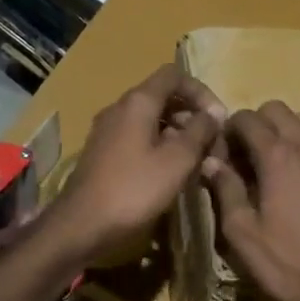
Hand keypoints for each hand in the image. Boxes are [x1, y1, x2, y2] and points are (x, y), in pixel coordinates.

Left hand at [44, 65, 225, 263]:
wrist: (81, 225)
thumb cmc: (134, 189)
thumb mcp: (177, 160)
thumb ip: (200, 131)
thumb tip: (214, 113)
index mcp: (137, 102)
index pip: (174, 75)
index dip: (201, 91)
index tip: (218, 118)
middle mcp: (119, 108)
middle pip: (162, 97)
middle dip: (191, 115)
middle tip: (211, 143)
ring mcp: (108, 131)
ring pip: (150, 119)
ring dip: (177, 133)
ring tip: (197, 160)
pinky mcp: (103, 153)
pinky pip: (138, 138)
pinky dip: (159, 146)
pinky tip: (171, 173)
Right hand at [201, 102, 299, 300]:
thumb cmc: (288, 263)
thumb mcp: (242, 233)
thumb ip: (225, 190)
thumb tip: (211, 161)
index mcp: (278, 157)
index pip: (248, 119)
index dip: (229, 130)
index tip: (222, 151)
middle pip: (278, 110)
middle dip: (257, 124)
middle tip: (245, 155)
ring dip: (285, 131)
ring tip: (275, 163)